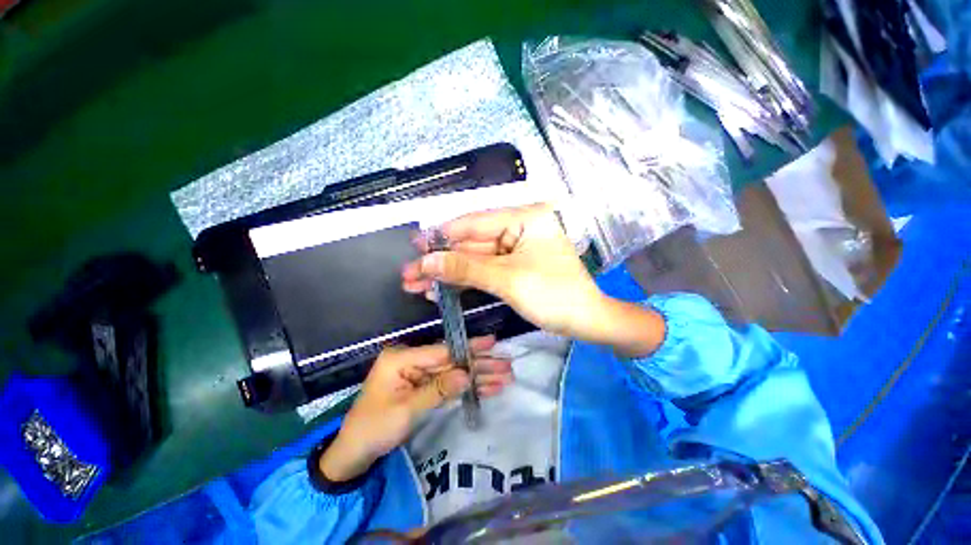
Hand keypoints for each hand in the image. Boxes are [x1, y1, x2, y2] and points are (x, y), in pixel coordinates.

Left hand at [320, 337, 511, 481]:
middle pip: (451, 361)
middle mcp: (412, 360)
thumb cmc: (374, 428)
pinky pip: (449, 385)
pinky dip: (467, 387)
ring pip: (454, 373)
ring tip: (504, 378)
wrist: (354, 453)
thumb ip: (437, 390)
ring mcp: (419, 374)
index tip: (492, 342)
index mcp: (401, 358)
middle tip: (506, 365)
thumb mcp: (405, 410)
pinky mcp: (424, 386)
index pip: (441, 351)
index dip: (468, 347)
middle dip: (480, 364)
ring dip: (478, 377)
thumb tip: (466, 374)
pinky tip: (488, 387)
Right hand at [402, 203, 605, 337]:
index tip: (414, 247)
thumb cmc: (553, 296)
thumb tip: (426, 262)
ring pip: (475, 256)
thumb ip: (465, 268)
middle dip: (441, 259)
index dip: (442, 235)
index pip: (475, 222)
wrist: (586, 322)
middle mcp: (520, 225)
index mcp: (525, 217)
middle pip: (472, 241)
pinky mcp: (515, 263)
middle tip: (410, 274)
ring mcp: (516, 246)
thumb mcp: (507, 280)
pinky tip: (442, 286)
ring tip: (418, 284)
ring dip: (449, 271)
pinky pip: (485, 267)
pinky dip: (465, 278)